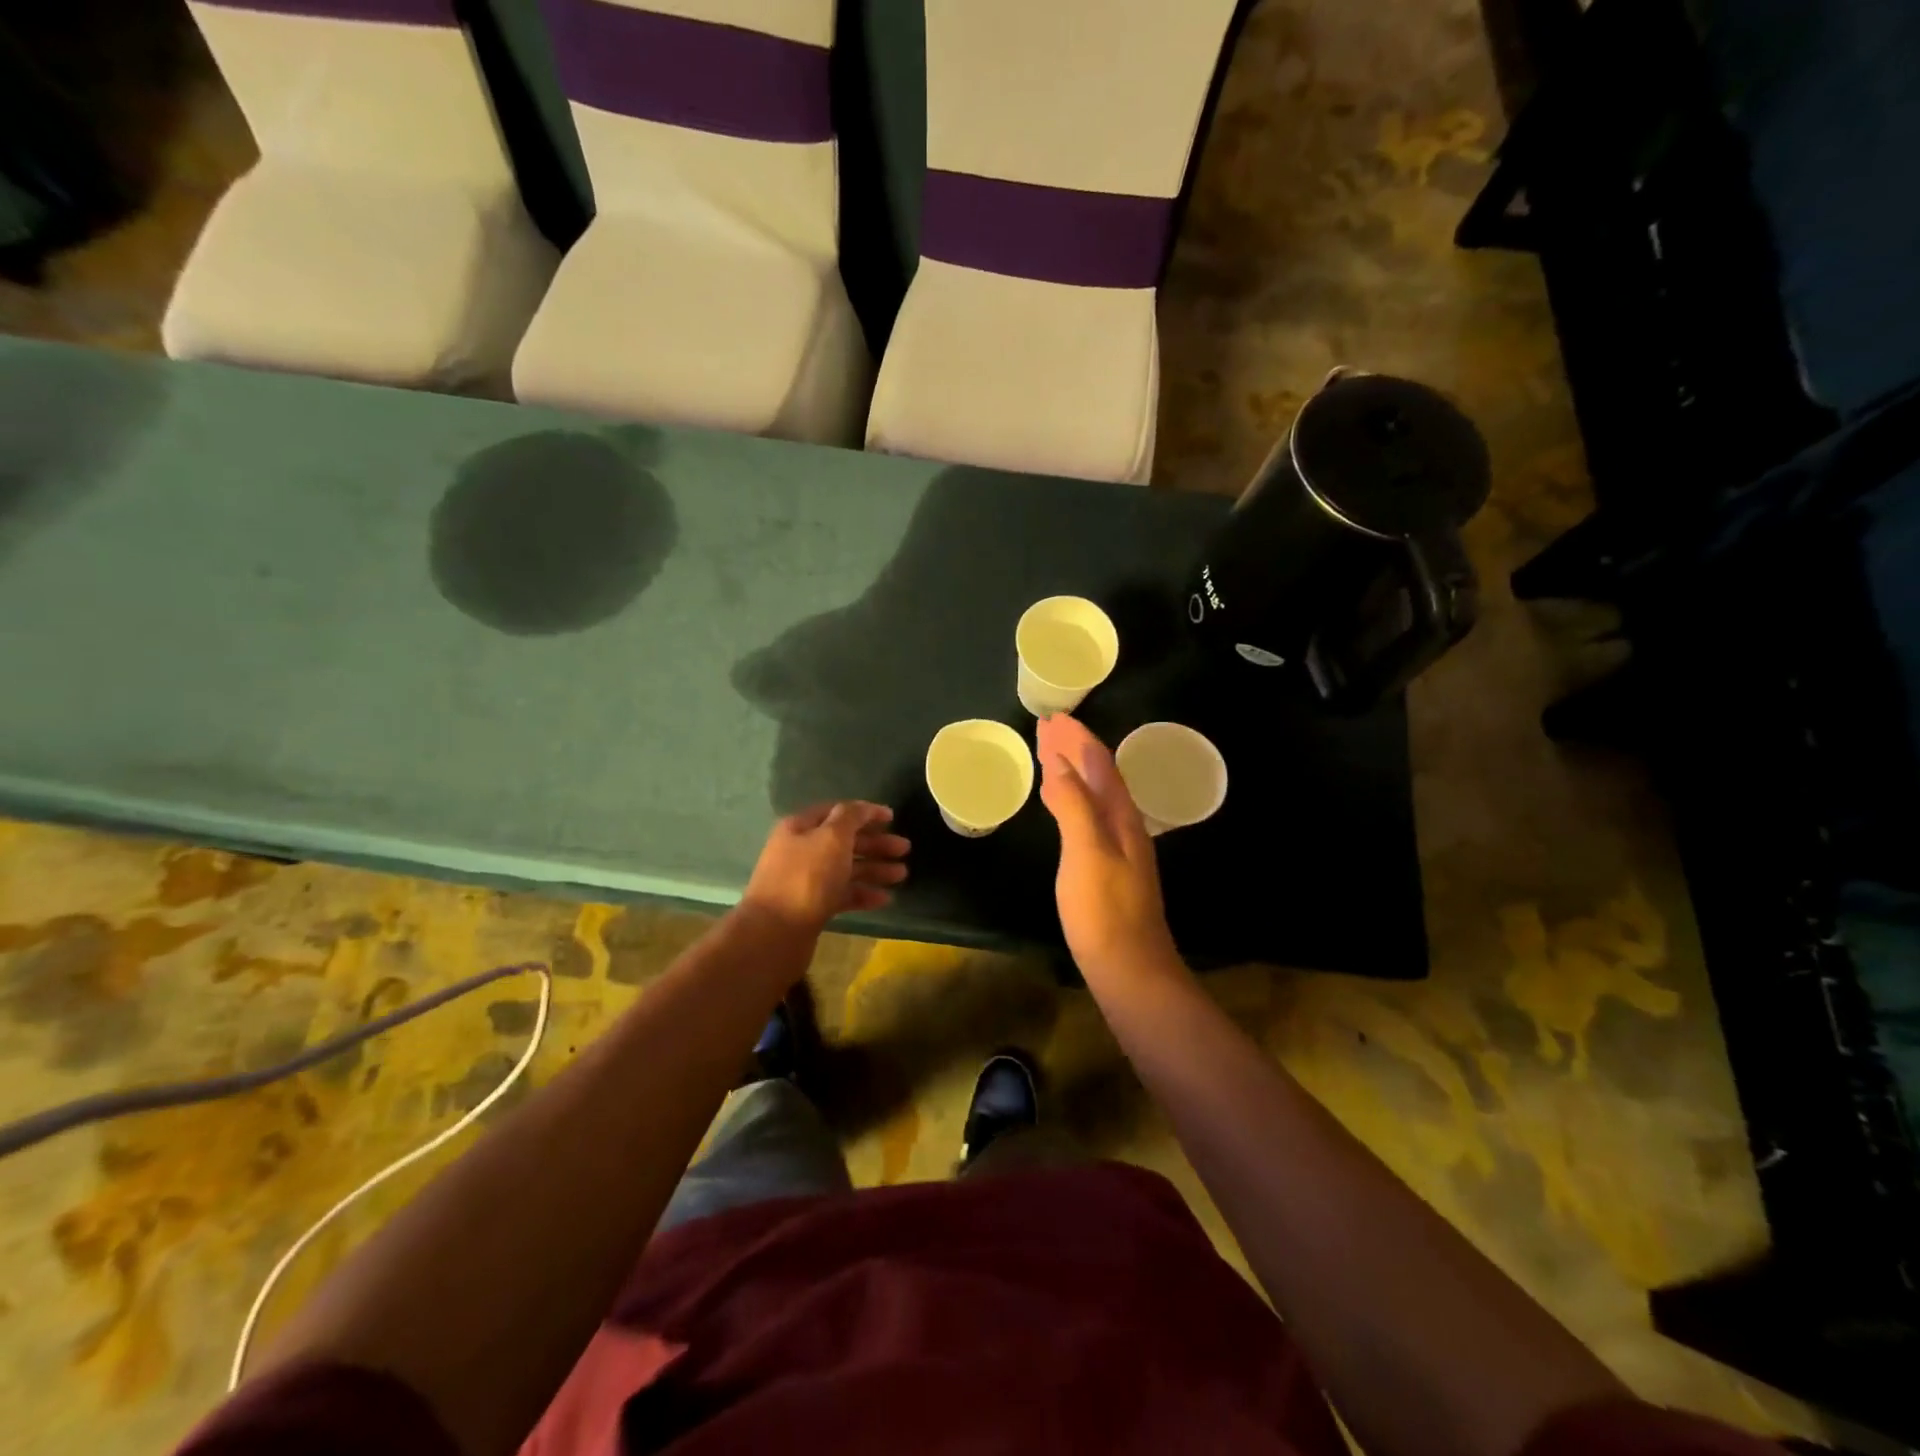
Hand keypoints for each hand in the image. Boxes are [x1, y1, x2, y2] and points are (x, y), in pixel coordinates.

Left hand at [740, 802, 909, 934]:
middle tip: (905, 849)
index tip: (892, 817)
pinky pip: (842, 895)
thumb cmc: (807, 877)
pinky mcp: (811, 908)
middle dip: (875, 844)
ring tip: (902, 875)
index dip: (865, 812)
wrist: (775, 932)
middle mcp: (800, 851)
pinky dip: (863, 894)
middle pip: (844, 841)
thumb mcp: (832, 837)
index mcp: (800, 828)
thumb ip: (851, 817)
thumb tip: (862, 807)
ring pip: (845, 869)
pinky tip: (884, 899)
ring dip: (874, 870)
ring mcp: (805, 882)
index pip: (836, 812)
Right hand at [1036, 715, 1179, 981]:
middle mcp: (1124, 826)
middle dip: (1073, 750)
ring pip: (1092, 795)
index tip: (1052, 719)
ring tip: (1048, 754)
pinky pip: (1086, 815)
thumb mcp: (1086, 853)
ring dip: (1071, 771)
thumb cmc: (1104, 911)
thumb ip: (1073, 806)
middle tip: (1046, 728)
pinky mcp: (1106, 867)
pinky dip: (1070, 798)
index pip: (1099, 765)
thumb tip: (1058, 764)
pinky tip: (1058, 804)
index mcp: (1121, 817)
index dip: (1076, 739)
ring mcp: (1117, 847)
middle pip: (1098, 776)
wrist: (1130, 969)